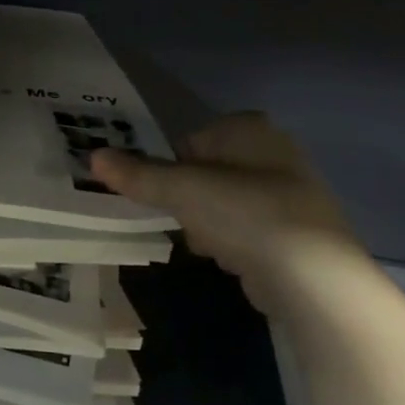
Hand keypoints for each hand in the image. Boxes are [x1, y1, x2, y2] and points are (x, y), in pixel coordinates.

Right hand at [91, 113, 368, 317]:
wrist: (311, 274)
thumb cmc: (244, 214)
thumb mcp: (182, 190)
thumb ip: (138, 174)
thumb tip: (93, 156)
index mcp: (248, 129)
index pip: (189, 140)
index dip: (167, 167)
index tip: (154, 194)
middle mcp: (271, 152)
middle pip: (203, 172)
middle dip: (184, 198)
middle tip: (177, 219)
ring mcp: (285, 192)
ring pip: (220, 202)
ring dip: (202, 223)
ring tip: (203, 242)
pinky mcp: (289, 231)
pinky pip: (241, 228)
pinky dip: (228, 241)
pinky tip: (225, 258)